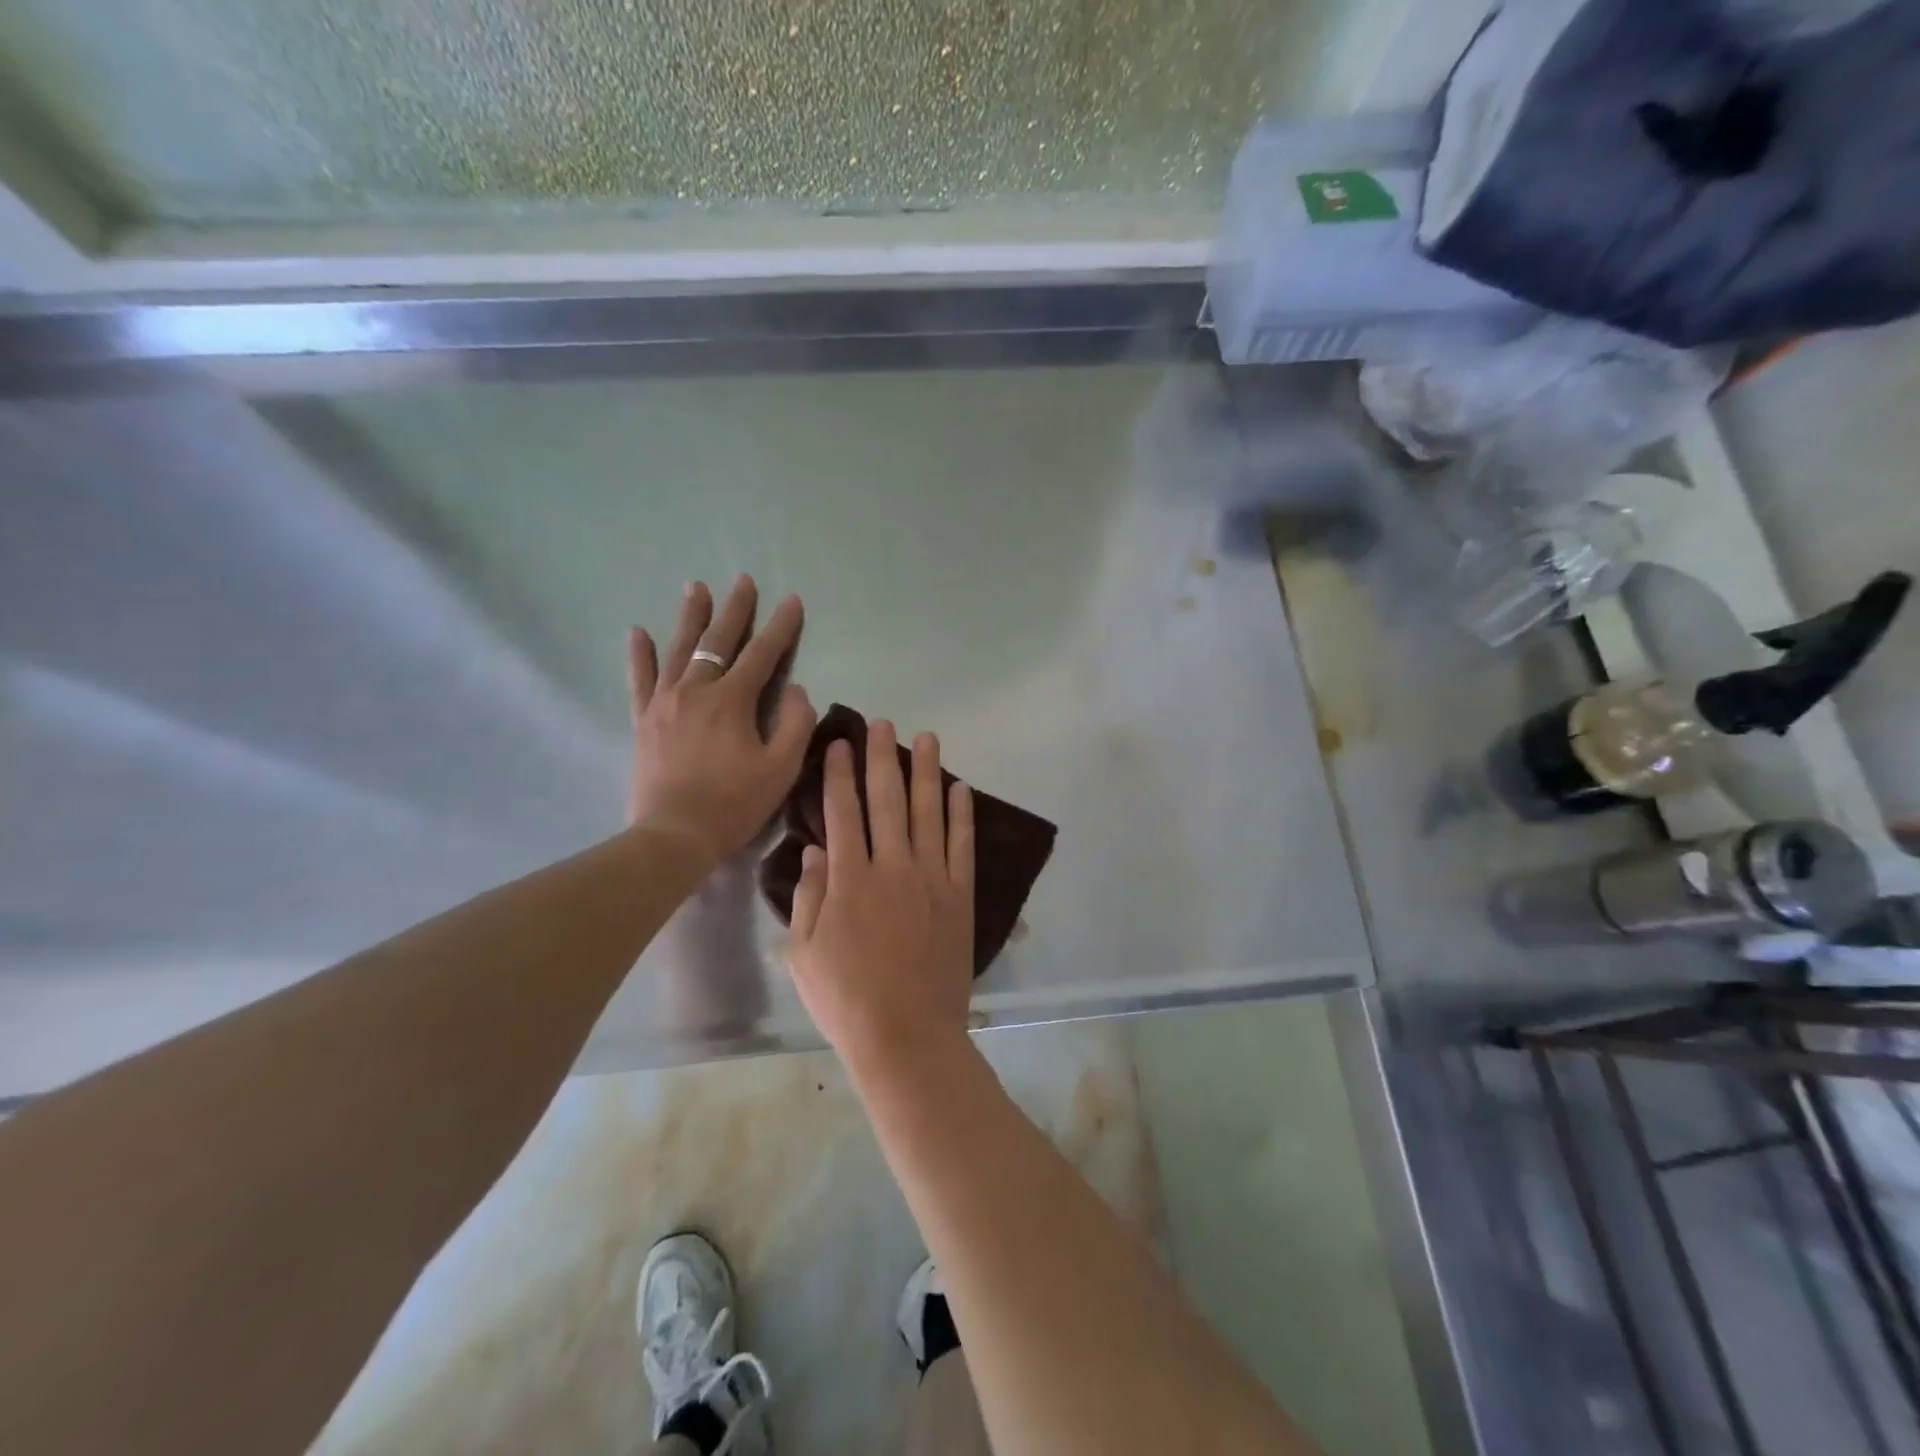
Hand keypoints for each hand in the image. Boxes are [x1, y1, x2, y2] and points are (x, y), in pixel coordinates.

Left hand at [627, 575, 815, 864]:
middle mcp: (696, 690)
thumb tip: (796, 690)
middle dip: (735, 609)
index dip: (781, 627)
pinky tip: (639, 632)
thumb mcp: (781, 768)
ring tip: (696, 587)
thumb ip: (795, 724)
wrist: (674, 835)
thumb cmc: (734, 803)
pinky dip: (640, 655)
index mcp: (733, 700)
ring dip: (691, 617)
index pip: (763, 654)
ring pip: (679, 649)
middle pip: (718, 640)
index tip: (793, 601)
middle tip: (743, 580)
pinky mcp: (643, 720)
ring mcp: (664, 702)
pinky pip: (640, 679)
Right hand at [786, 722, 974, 1072]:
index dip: (840, 773)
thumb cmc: (845, 1000)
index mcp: (848, 879)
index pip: (842, 811)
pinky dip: (962, 814)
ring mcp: (931, 879)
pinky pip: (962, 846)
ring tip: (926, 738)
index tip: (841, 743)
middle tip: (882, 724)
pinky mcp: (960, 896)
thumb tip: (813, 851)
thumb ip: (808, 898)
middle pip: (887, 799)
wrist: (907, 1037)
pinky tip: (960, 788)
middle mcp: (891, 866)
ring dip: (926, 771)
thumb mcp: (803, 954)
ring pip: (928, 812)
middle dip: (882, 757)